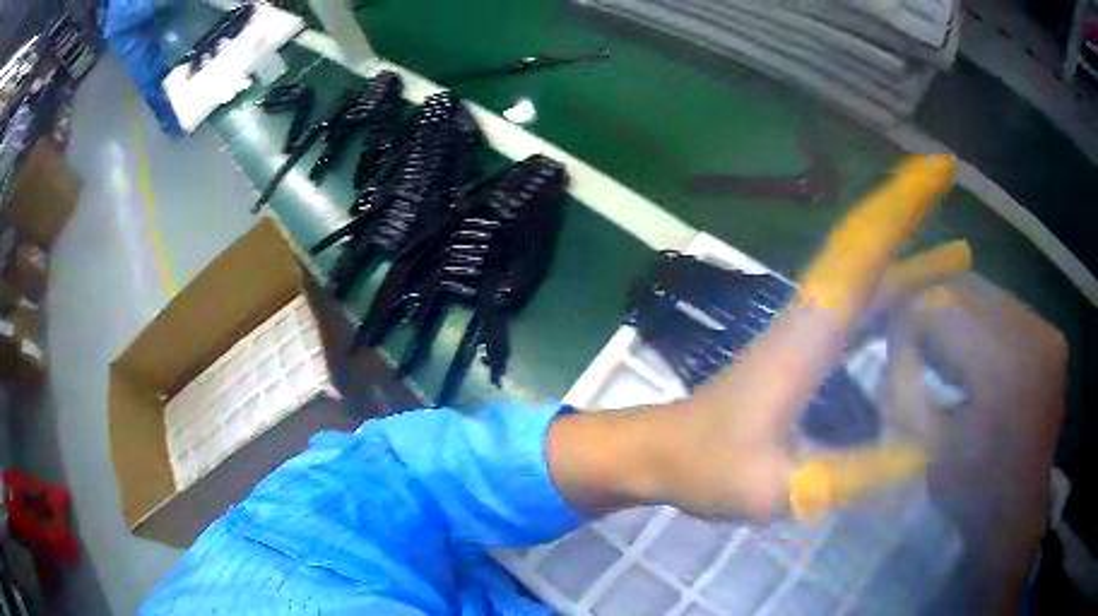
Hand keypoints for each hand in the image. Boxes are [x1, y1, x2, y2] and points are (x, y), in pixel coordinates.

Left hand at [546, 155, 959, 519]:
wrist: (662, 453)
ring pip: (867, 275)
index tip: (935, 170)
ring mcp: (807, 328)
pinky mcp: (805, 345)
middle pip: (867, 248)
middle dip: (910, 209)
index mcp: (808, 334)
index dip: (900, 205)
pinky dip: (891, 291)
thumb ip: (848, 475)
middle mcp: (811, 315)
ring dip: (909, 253)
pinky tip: (916, 303)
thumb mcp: (779, 486)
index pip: (863, 252)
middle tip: (948, 181)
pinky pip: (858, 304)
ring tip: (958, 254)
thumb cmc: (709, 468)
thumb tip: (921, 454)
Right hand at [886, 275, 1066, 611]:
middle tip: (906, 335)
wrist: (1017, 513)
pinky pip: (1005, 307)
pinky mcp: (1051, 336)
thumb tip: (888, 334)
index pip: (942, 305)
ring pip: (985, 291)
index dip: (907, 315)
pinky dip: (979, 320)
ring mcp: (1046, 331)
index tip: (885, 337)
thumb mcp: (927, 447)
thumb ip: (905, 384)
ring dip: (955, 311)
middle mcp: (1033, 335)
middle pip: (966, 287)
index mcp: (1004, 369)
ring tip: (939, 346)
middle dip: (929, 305)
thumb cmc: (971, 493)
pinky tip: (971, 351)